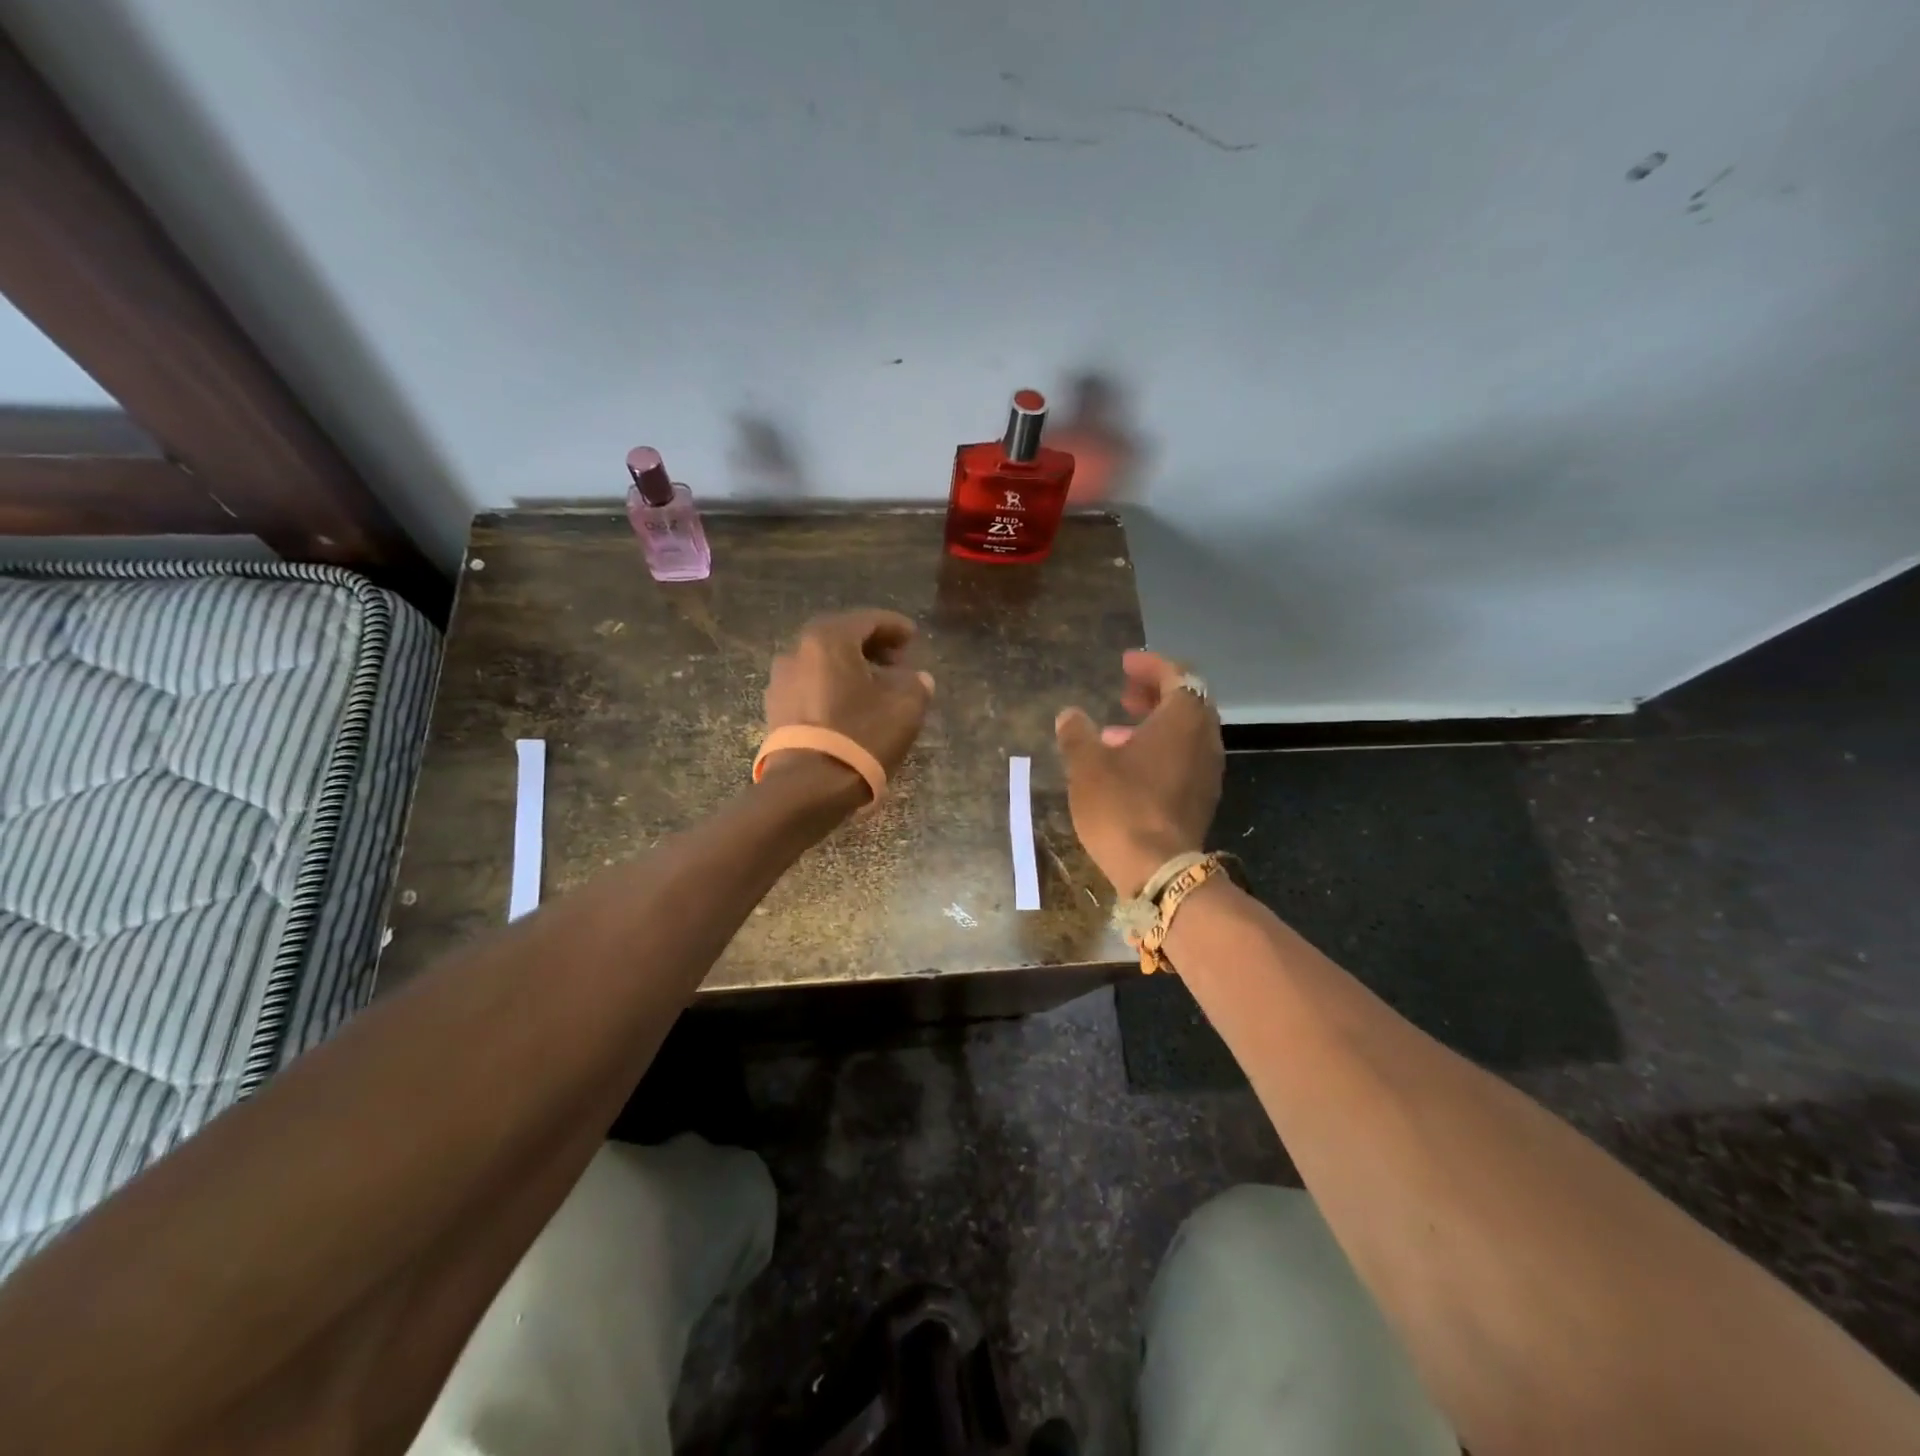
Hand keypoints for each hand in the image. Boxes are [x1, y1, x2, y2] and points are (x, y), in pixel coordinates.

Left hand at [763, 609, 935, 789]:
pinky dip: (834, 687)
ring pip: (824, 663)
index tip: (913, 637)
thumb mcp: (905, 708)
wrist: (807, 787)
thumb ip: (916, 684)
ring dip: (851, 669)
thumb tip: (917, 679)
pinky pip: (811, 686)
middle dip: (872, 647)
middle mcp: (797, 651)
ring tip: (877, 688)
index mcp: (828, 639)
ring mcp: (781, 681)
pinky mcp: (775, 710)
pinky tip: (852, 707)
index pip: (868, 620)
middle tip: (898, 662)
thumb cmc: (860, 736)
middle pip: (841, 639)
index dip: (895, 627)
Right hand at [1055, 650, 1222, 897]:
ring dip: (1155, 724)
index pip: (1177, 675)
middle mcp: (1204, 739)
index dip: (1150, 665)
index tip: (1124, 663)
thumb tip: (1070, 715)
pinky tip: (1128, 766)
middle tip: (1123, 694)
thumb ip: (1077, 733)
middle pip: (1187, 702)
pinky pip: (1185, 758)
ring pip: (1186, 733)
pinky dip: (1161, 749)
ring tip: (1115, 732)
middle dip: (1154, 693)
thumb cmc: (1121, 806)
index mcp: (1183, 719)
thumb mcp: (1087, 764)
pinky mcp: (1202, 798)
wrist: (1157, 869)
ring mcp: (1208, 771)